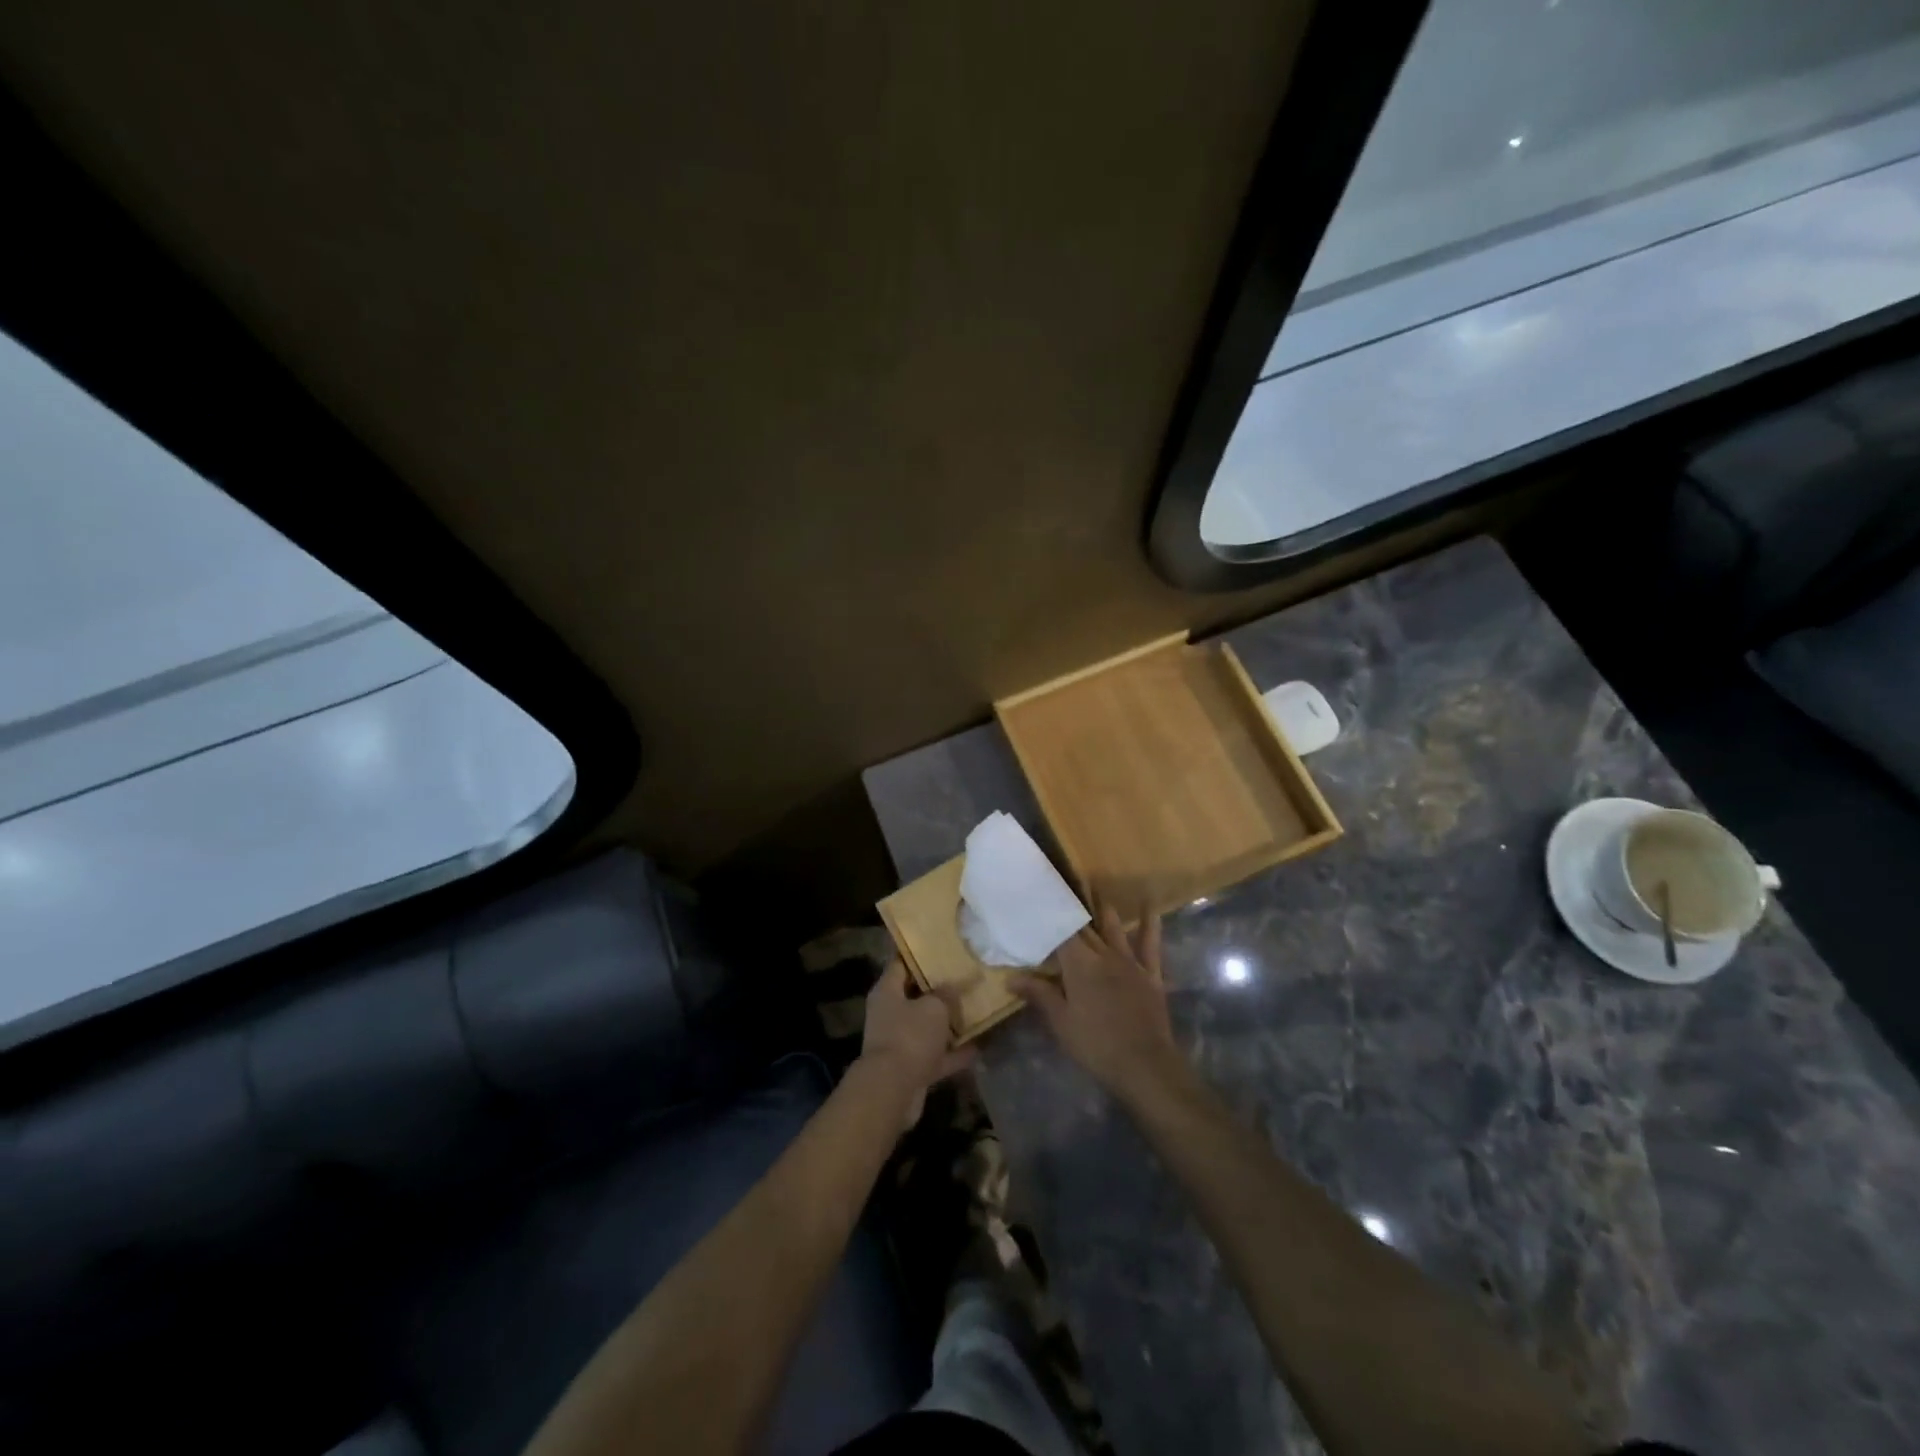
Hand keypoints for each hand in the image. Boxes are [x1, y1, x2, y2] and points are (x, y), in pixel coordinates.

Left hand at [858, 959, 975, 1128]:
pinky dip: (954, 1052)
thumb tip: (952, 987)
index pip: (901, 963)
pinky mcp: (912, 1068)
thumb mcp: (934, 1007)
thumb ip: (946, 994)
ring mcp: (900, 1042)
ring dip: (949, 1023)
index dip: (920, 955)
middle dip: (940, 990)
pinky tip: (978, 1046)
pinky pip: (936, 1055)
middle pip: (916, 996)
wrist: (893, 1090)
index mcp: (887, 992)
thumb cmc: (910, 1036)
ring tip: (976, 1010)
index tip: (942, 947)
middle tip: (965, 978)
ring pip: (928, 1027)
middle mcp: (890, 1014)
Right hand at [1011, 902, 1190, 1109]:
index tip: (1039, 902)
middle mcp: (1104, 954)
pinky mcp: (1150, 973)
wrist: (1144, 1065)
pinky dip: (1150, 923)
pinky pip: (1150, 943)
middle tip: (1062, 887)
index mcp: (1079, 964)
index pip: (1060, 933)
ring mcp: (1130, 962)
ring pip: (1114, 927)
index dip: (1050, 917)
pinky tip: (1150, 905)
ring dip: (1104, 908)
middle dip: (1073, 909)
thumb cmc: (1095, 1044)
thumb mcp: (1060, 1022)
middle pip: (1085, 927)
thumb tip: (1011, 978)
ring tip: (1096, 887)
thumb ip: (1039, 995)